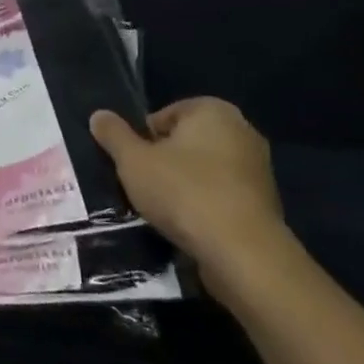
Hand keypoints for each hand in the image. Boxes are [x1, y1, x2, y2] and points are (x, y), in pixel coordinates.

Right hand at [90, 97, 297, 303]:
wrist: (243, 253)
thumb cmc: (184, 192)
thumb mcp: (134, 161)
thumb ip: (114, 135)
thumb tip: (98, 115)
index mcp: (213, 110)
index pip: (164, 116)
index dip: (143, 140)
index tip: (134, 166)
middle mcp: (242, 130)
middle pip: (186, 142)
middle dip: (164, 162)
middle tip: (144, 187)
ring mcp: (258, 168)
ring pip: (204, 171)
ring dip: (184, 187)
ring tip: (163, 211)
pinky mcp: (265, 204)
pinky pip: (222, 196)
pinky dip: (205, 207)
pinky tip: (189, 227)